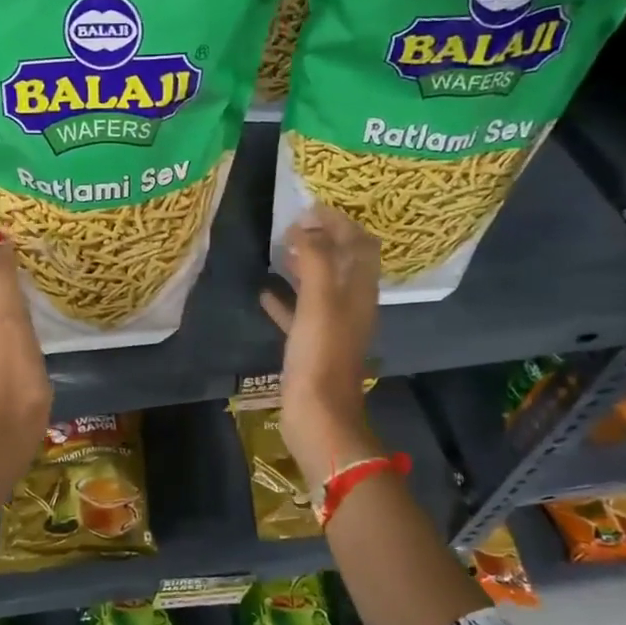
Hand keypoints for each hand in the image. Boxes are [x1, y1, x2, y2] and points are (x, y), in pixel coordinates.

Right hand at [260, 206, 382, 489]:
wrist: (318, 416)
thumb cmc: (320, 356)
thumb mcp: (320, 302)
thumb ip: (317, 260)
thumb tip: (306, 228)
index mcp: (359, 292)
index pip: (360, 244)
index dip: (340, 222)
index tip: (309, 208)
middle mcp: (351, 305)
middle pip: (343, 262)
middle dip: (323, 238)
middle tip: (293, 224)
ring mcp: (331, 327)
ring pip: (321, 286)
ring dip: (305, 265)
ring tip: (280, 249)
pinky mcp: (311, 346)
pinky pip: (299, 314)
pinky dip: (286, 298)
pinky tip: (264, 292)